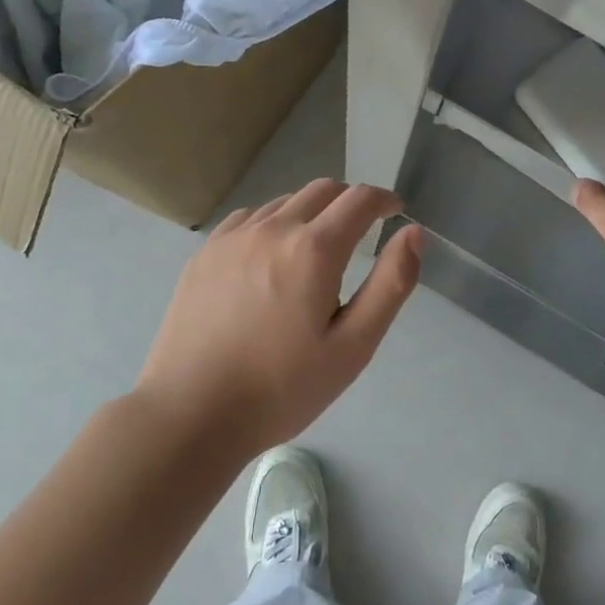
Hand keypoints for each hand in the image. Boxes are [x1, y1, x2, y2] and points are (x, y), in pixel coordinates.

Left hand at [137, 180, 423, 458]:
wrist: (190, 415)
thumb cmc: (282, 388)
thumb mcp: (353, 346)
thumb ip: (390, 284)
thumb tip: (413, 233)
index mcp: (313, 249)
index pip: (359, 199)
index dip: (384, 199)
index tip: (395, 211)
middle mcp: (273, 228)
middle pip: (323, 189)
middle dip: (351, 202)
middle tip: (362, 232)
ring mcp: (233, 237)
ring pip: (286, 201)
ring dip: (312, 212)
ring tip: (317, 250)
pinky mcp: (205, 253)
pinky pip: (251, 217)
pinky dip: (275, 222)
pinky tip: (272, 257)